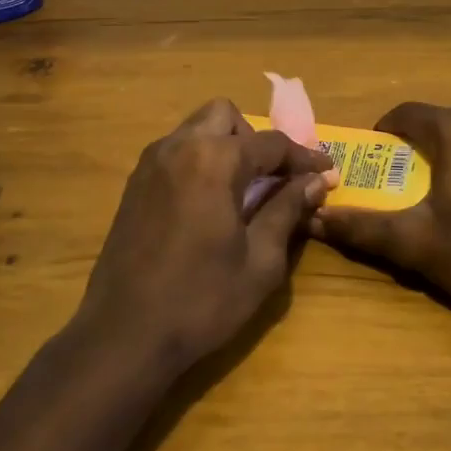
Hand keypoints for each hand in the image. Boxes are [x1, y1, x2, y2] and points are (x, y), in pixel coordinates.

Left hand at [75, 98, 331, 376]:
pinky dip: (200, 161)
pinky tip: (210, 203)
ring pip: (197, 129)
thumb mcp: (260, 261)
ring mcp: (151, 163)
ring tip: (244, 190)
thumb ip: (287, 209)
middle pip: (226, 116)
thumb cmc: (201, 300)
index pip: (271, 143)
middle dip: (255, 139)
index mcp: (214, 160)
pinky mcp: (134, 184)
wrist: (123, 335)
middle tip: (273, 177)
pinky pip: (176, 151)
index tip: (326, 172)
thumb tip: (315, 181)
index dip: (304, 157)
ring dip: (226, 146)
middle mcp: (179, 147)